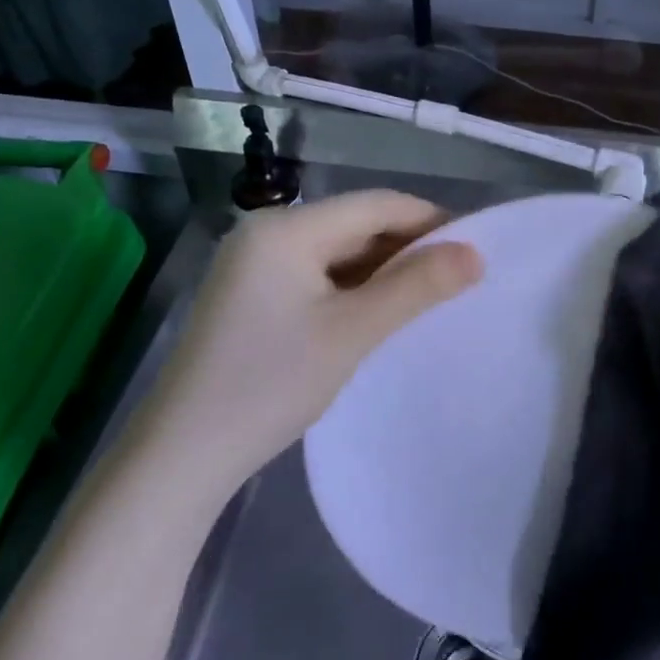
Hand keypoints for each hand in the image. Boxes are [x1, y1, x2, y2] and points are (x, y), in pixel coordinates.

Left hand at [156, 191, 482, 482]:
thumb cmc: (270, 385)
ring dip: (381, 269)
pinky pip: (314, 274)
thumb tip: (476, 254)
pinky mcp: (249, 293)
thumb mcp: (352, 332)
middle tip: (457, 277)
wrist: (183, 455)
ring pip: (336, 251)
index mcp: (285, 228)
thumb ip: (416, 287)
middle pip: (354, 224)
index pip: (375, 205)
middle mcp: (265, 232)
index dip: (429, 220)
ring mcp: (252, 263)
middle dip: (407, 246)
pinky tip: (376, 311)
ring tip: (427, 295)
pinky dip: (351, 287)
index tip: (476, 246)